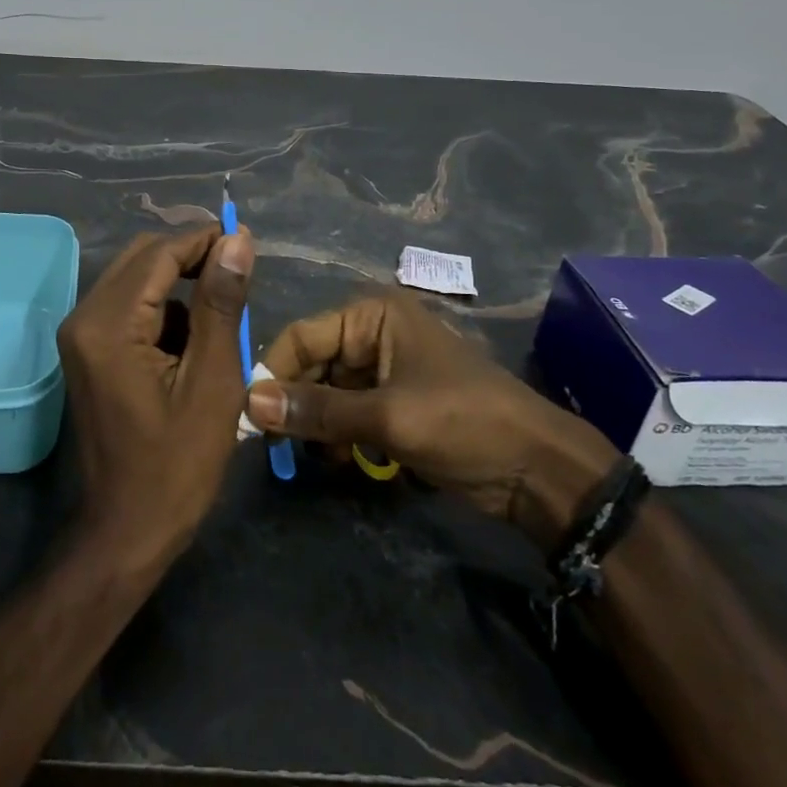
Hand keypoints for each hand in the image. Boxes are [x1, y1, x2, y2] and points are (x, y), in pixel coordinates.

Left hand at [56, 227, 254, 577]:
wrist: (126, 529)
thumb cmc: (177, 465)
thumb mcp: (213, 381)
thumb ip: (221, 304)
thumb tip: (236, 241)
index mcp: (109, 324)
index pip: (160, 253)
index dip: (205, 240)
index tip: (247, 243)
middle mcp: (84, 317)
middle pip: (142, 258)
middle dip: (192, 258)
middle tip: (239, 277)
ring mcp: (80, 334)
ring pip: (136, 280)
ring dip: (180, 286)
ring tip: (222, 318)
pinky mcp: (87, 350)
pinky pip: (129, 308)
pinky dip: (164, 311)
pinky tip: (193, 344)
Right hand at [245, 292, 618, 549]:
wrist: (538, 470)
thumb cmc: (464, 423)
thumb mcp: (387, 417)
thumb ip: (317, 410)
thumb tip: (250, 404)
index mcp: (372, 316)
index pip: (302, 335)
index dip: (273, 373)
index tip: (249, 416)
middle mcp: (373, 334)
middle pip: (312, 365)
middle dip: (296, 404)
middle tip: (276, 447)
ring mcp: (384, 370)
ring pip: (327, 393)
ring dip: (318, 426)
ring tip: (317, 458)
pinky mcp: (394, 404)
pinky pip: (348, 413)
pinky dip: (340, 437)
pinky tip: (343, 463)